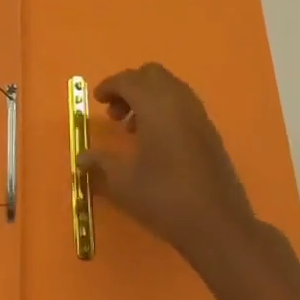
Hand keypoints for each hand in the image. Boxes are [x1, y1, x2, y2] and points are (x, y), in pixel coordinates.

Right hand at [78, 63, 256, 258]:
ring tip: (133, 130)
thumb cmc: (165, 198)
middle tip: (115, 113)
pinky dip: (165, 109)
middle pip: (152, 74)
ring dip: (148, 97)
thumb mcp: (124, 183)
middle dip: (130, 86)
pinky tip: (156, 141)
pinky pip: (183, 104)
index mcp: (156, 105)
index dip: (110, 86)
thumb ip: (100, 164)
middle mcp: (179, 101)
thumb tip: (81, 158)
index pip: (128, 80)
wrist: (218, 225)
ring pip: (169, 87)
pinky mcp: (210, 131)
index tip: (97, 101)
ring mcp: (198, 114)